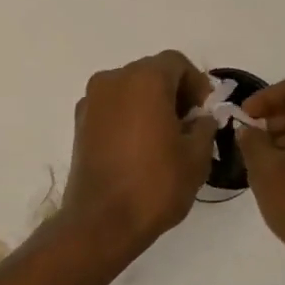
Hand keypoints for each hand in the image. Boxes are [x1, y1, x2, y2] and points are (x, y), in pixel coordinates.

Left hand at [62, 50, 215, 253]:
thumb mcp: (196, 156)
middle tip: (190, 124)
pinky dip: (129, 116)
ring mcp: (91, 101)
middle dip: (173, 92)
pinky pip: (112, 107)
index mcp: (144, 80)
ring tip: (166, 137)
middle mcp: (113, 80)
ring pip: (129, 89)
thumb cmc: (155, 184)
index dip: (196, 83)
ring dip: (150, 103)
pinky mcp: (80, 123)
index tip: (205, 111)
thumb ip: (204, 127)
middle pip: (150, 72)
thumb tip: (201, 118)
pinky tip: (140, 147)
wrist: (102, 221)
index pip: (176, 63)